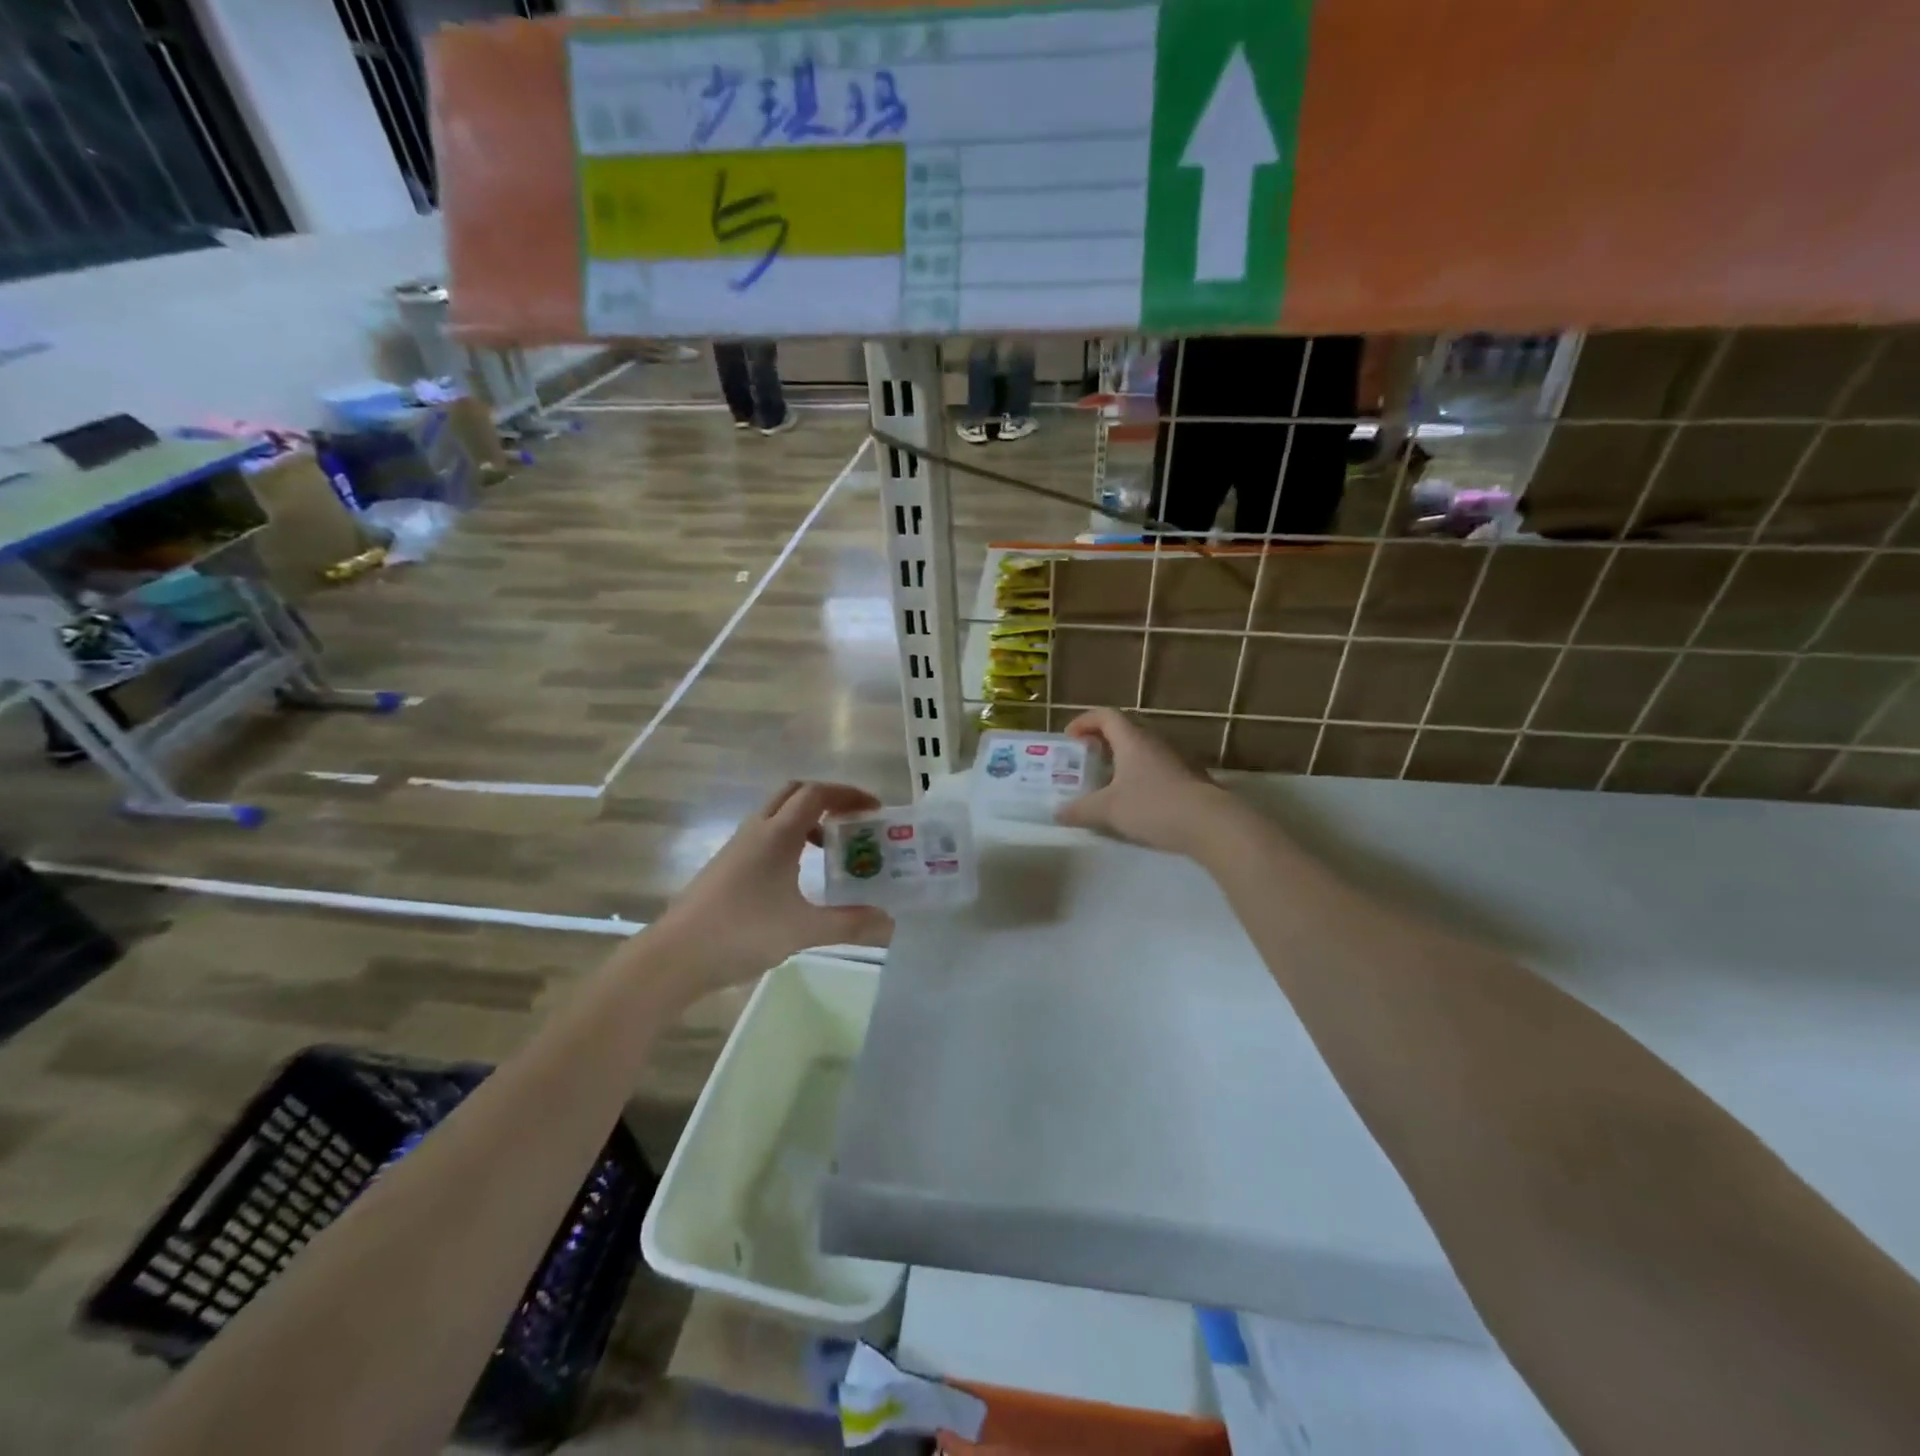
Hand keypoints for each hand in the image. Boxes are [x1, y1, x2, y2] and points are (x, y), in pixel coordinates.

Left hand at [649, 781, 893, 995]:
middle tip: (853, 822)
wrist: (674, 957)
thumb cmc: (741, 932)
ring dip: (806, 820)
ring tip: (830, 849)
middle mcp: (756, 831)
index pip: (816, 793)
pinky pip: (764, 837)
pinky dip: (789, 841)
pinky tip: (796, 877)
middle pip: (794, 794)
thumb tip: (890, 923)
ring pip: (776, 815)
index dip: (848, 794)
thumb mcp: (803, 930)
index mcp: (777, 834)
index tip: (875, 809)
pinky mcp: (725, 868)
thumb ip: (849, 924)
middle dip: (827, 799)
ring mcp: (736, 848)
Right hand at [1055, 708, 1227, 855]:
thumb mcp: (1108, 810)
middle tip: (1086, 760)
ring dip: (1123, 760)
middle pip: (1125, 730)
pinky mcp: (1190, 777)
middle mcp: (1155, 741)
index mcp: (1132, 739)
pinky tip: (1136, 801)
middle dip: (1102, 741)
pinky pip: (1158, 768)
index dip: (1084, 721)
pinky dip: (1141, 776)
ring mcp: (1177, 758)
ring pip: (1143, 750)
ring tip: (1107, 782)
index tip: (1069, 738)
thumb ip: (1080, 810)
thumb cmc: (1153, 806)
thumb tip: (1057, 813)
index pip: (1106, 715)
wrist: (1211, 824)